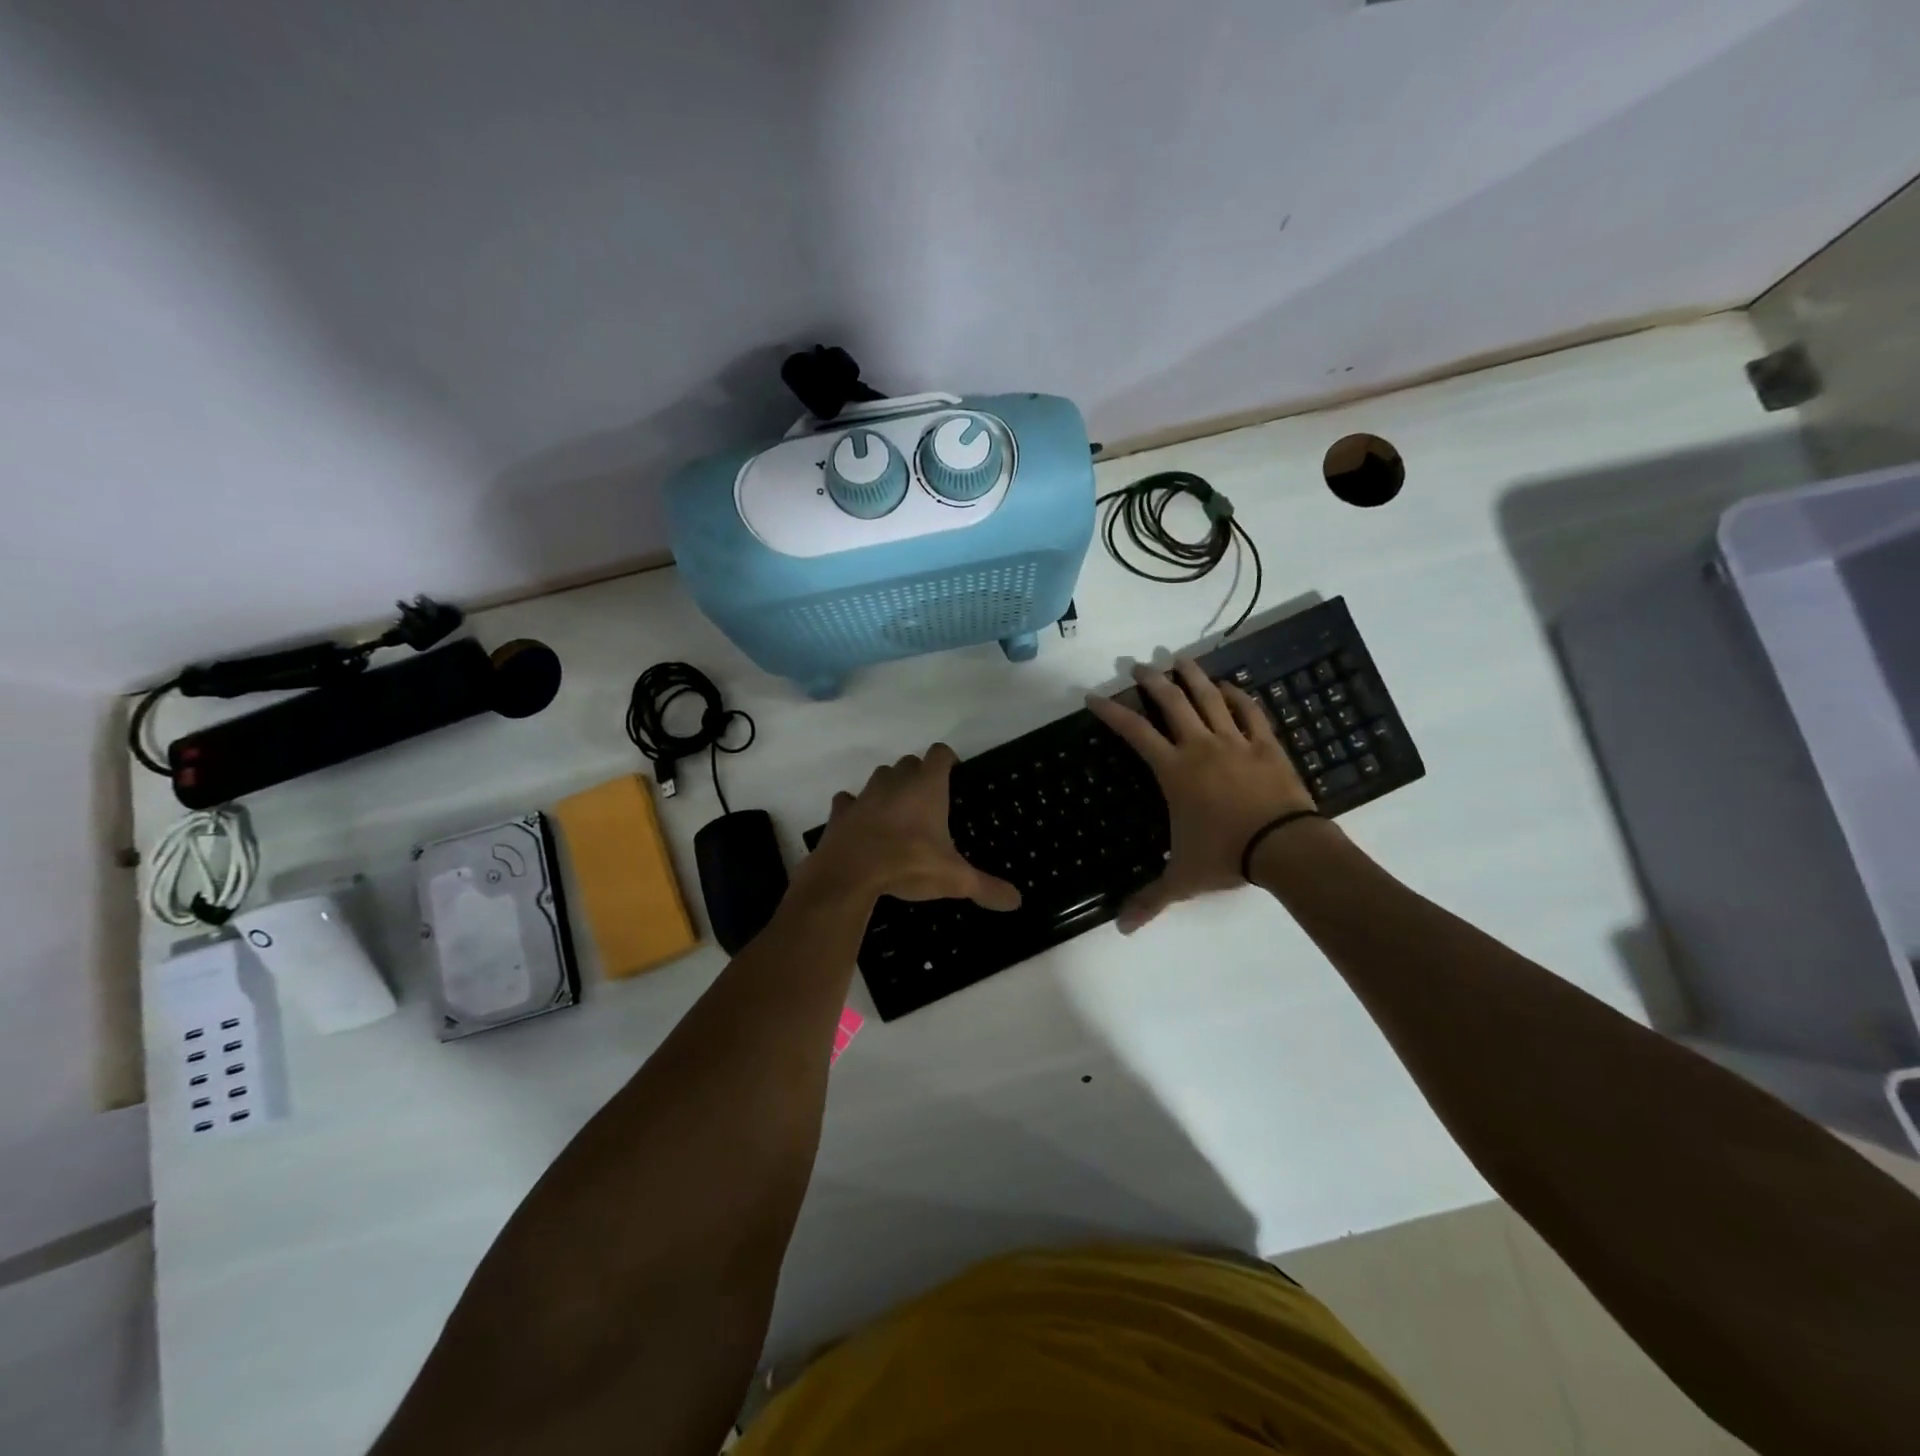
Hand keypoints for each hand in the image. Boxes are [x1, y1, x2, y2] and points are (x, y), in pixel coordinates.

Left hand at [803, 743, 1021, 910]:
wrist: (849, 875)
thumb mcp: (954, 879)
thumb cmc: (908, 865)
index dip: (948, 760)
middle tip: (929, 802)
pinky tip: (862, 825)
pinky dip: (856, 808)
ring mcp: (864, 794)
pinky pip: (849, 800)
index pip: (940, 753)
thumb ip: (986, 887)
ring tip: (898, 813)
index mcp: (926, 787)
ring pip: (880, 777)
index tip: (954, 776)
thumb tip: (1017, 901)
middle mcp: (895, 781)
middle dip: (919, 775)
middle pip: (909, 762)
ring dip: (889, 787)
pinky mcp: (841, 811)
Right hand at [1087, 659, 1316, 931]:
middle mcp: (1200, 746)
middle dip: (1152, 682)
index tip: (1094, 696)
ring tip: (1179, 660)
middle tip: (1139, 666)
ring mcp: (1235, 742)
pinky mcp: (1266, 745)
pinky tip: (1230, 686)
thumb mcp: (1183, 879)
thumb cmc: (1226, 856)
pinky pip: (1250, 712)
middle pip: (1172, 704)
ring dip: (1192, 677)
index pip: (1135, 733)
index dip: (1112, 713)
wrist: (1285, 848)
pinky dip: (1238, 696)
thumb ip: (1151, 899)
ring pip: (1210, 699)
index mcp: (1174, 771)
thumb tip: (1122, 930)